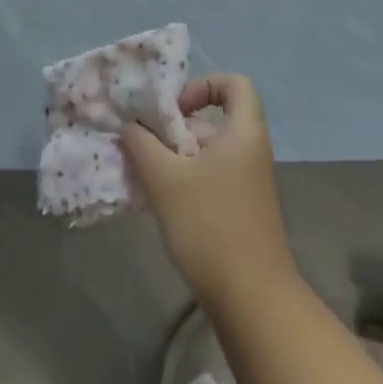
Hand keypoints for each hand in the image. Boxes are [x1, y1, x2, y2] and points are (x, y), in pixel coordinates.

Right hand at [121, 74, 297, 308]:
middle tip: (145, 143)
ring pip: (208, 152)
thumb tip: (130, 126)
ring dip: (175, 156)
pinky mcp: (242, 210)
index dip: (203, 85)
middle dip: (176, 127)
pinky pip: (211, 178)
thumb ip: (141, 143)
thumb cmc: (210, 225)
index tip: (174, 109)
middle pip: (215, 120)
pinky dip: (185, 180)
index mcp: (244, 134)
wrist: (252, 298)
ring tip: (144, 173)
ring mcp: (249, 183)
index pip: (235, 84)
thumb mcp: (164, 179)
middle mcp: (251, 152)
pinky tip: (159, 201)